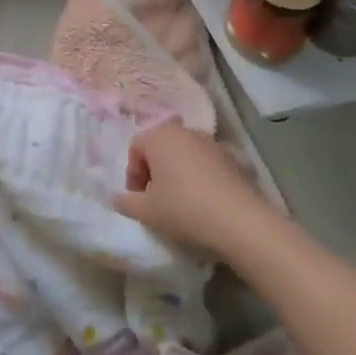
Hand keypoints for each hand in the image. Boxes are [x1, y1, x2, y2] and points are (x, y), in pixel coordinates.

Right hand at [113, 123, 273, 259]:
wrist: (240, 222)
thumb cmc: (184, 209)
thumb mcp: (146, 212)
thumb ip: (126, 202)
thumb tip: (115, 198)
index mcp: (160, 137)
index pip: (135, 147)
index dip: (132, 174)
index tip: (138, 198)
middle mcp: (186, 132)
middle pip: (161, 146)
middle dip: (155, 170)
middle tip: (156, 198)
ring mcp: (213, 143)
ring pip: (186, 154)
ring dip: (179, 172)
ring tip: (182, 200)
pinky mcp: (235, 159)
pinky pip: (208, 164)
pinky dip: (202, 177)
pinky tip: (206, 201)